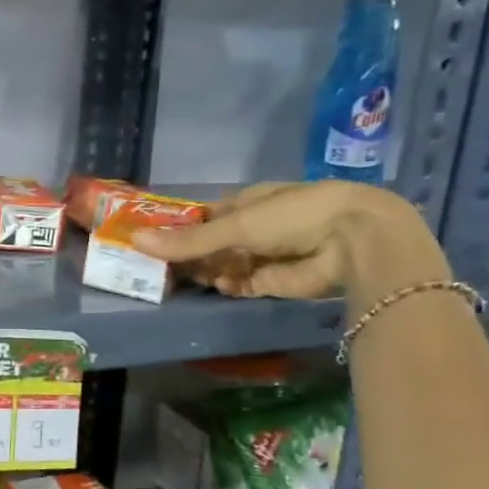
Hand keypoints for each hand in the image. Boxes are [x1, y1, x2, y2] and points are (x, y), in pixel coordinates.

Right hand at [131, 182, 445, 303]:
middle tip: (156, 267)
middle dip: (188, 254)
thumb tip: (135, 241)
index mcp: (247, 202)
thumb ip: (188, 240)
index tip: (151, 240)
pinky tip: (218, 286)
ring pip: (222, 266)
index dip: (179, 228)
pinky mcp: (272, 282)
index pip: (205, 216)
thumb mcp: (236, 224)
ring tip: (179, 279)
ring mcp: (263, 255)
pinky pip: (240, 284)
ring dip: (205, 271)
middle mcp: (254, 227)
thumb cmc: (294, 216)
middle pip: (211, 243)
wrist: (353, 243)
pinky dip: (228, 286)